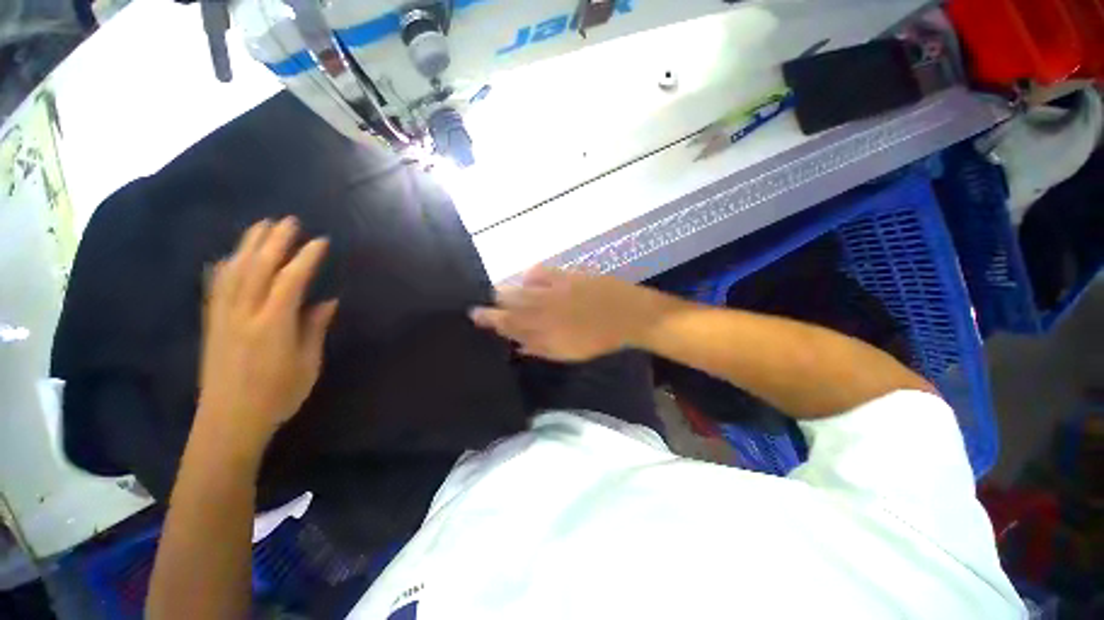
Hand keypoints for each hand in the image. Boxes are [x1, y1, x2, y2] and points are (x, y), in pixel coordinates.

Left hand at [197, 217, 337, 456]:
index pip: (290, 280)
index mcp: (272, 325)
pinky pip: (215, 287)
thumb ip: (314, 329)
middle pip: (257, 268)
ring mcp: (223, 317)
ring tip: (261, 227)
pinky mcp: (211, 324)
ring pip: (233, 272)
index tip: (320, 242)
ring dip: (248, 246)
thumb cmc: (277, 396)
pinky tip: (228, 257)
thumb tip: (327, 301)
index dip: (305, 258)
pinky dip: (224, 267)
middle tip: (288, 221)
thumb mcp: (307, 365)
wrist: (228, 421)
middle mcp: (244, 314)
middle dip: (274, 241)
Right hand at [469, 266, 660, 361]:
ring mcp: (554, 289)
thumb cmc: (599, 339)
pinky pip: (541, 272)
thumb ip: (541, 348)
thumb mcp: (568, 352)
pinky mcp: (566, 275)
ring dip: (508, 290)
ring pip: (521, 288)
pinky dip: (531, 275)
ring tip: (500, 292)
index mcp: (543, 329)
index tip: (474, 315)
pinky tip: (527, 278)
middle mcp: (543, 307)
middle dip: (494, 303)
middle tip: (484, 305)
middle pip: (509, 303)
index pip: (508, 323)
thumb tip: (519, 345)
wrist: (626, 314)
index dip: (490, 319)